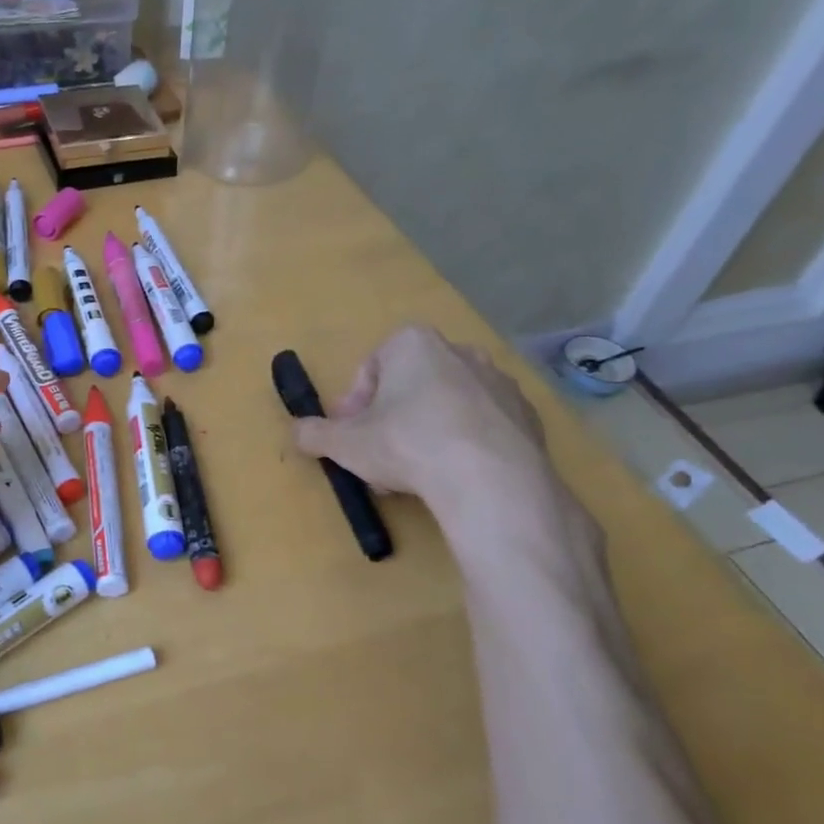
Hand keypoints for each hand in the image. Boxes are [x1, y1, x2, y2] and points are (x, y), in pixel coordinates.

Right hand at [291, 327, 579, 553]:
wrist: (491, 479)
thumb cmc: (407, 444)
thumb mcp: (344, 444)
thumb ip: (314, 434)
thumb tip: (296, 433)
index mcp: (412, 344)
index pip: (371, 367)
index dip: (355, 403)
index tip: (350, 435)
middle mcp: (459, 351)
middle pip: (410, 384)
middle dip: (391, 417)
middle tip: (379, 455)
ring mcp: (498, 382)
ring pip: (447, 404)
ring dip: (426, 430)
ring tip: (416, 472)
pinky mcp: (527, 415)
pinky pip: (483, 425)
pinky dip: (465, 444)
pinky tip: (455, 476)